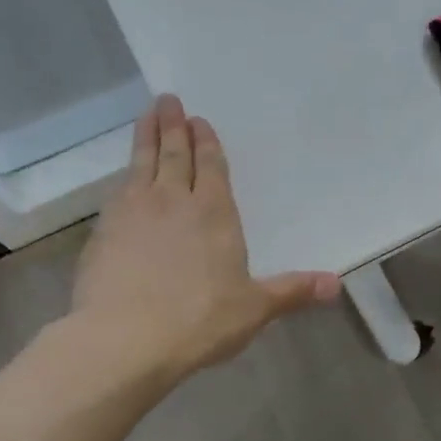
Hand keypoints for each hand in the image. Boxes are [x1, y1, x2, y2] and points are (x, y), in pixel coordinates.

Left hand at [70, 95, 339, 383]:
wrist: (123, 340)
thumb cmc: (199, 320)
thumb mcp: (254, 308)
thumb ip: (292, 291)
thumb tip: (337, 284)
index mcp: (213, 213)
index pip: (210, 166)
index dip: (205, 142)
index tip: (198, 120)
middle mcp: (172, 202)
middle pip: (173, 155)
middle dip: (173, 127)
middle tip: (168, 100)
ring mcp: (132, 214)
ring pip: (141, 164)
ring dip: (145, 138)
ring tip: (146, 115)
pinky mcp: (103, 233)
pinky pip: (117, 191)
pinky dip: (124, 175)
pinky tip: (123, 177)